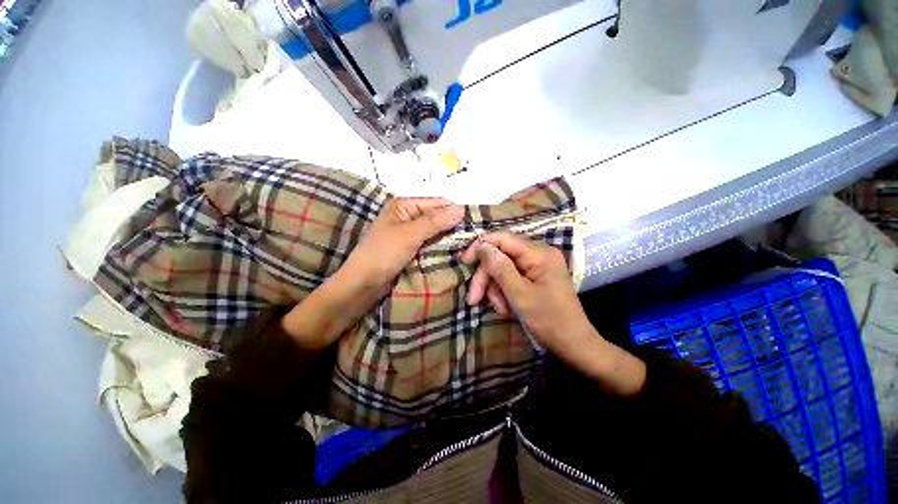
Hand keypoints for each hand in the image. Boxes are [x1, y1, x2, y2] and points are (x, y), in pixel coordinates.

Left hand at [282, 198, 463, 349]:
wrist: (363, 284)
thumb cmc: (383, 253)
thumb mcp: (410, 234)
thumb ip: (436, 221)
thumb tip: (462, 208)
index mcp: (404, 205)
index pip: (437, 202)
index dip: (455, 211)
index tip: (475, 222)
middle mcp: (408, 216)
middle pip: (437, 216)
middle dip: (453, 225)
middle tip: (474, 236)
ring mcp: (409, 233)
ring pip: (435, 231)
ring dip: (449, 236)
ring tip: (469, 243)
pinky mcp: (411, 248)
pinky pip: (430, 243)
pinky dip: (441, 245)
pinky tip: (455, 250)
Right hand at [459, 232, 589, 355]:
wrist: (573, 345)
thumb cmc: (549, 321)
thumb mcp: (520, 295)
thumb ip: (500, 268)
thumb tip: (482, 245)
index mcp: (539, 253)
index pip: (503, 238)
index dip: (481, 247)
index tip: (464, 262)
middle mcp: (538, 254)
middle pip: (500, 256)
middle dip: (486, 277)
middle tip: (474, 299)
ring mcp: (537, 266)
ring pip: (502, 269)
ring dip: (495, 289)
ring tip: (500, 309)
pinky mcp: (534, 277)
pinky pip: (510, 278)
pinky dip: (503, 293)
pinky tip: (506, 308)